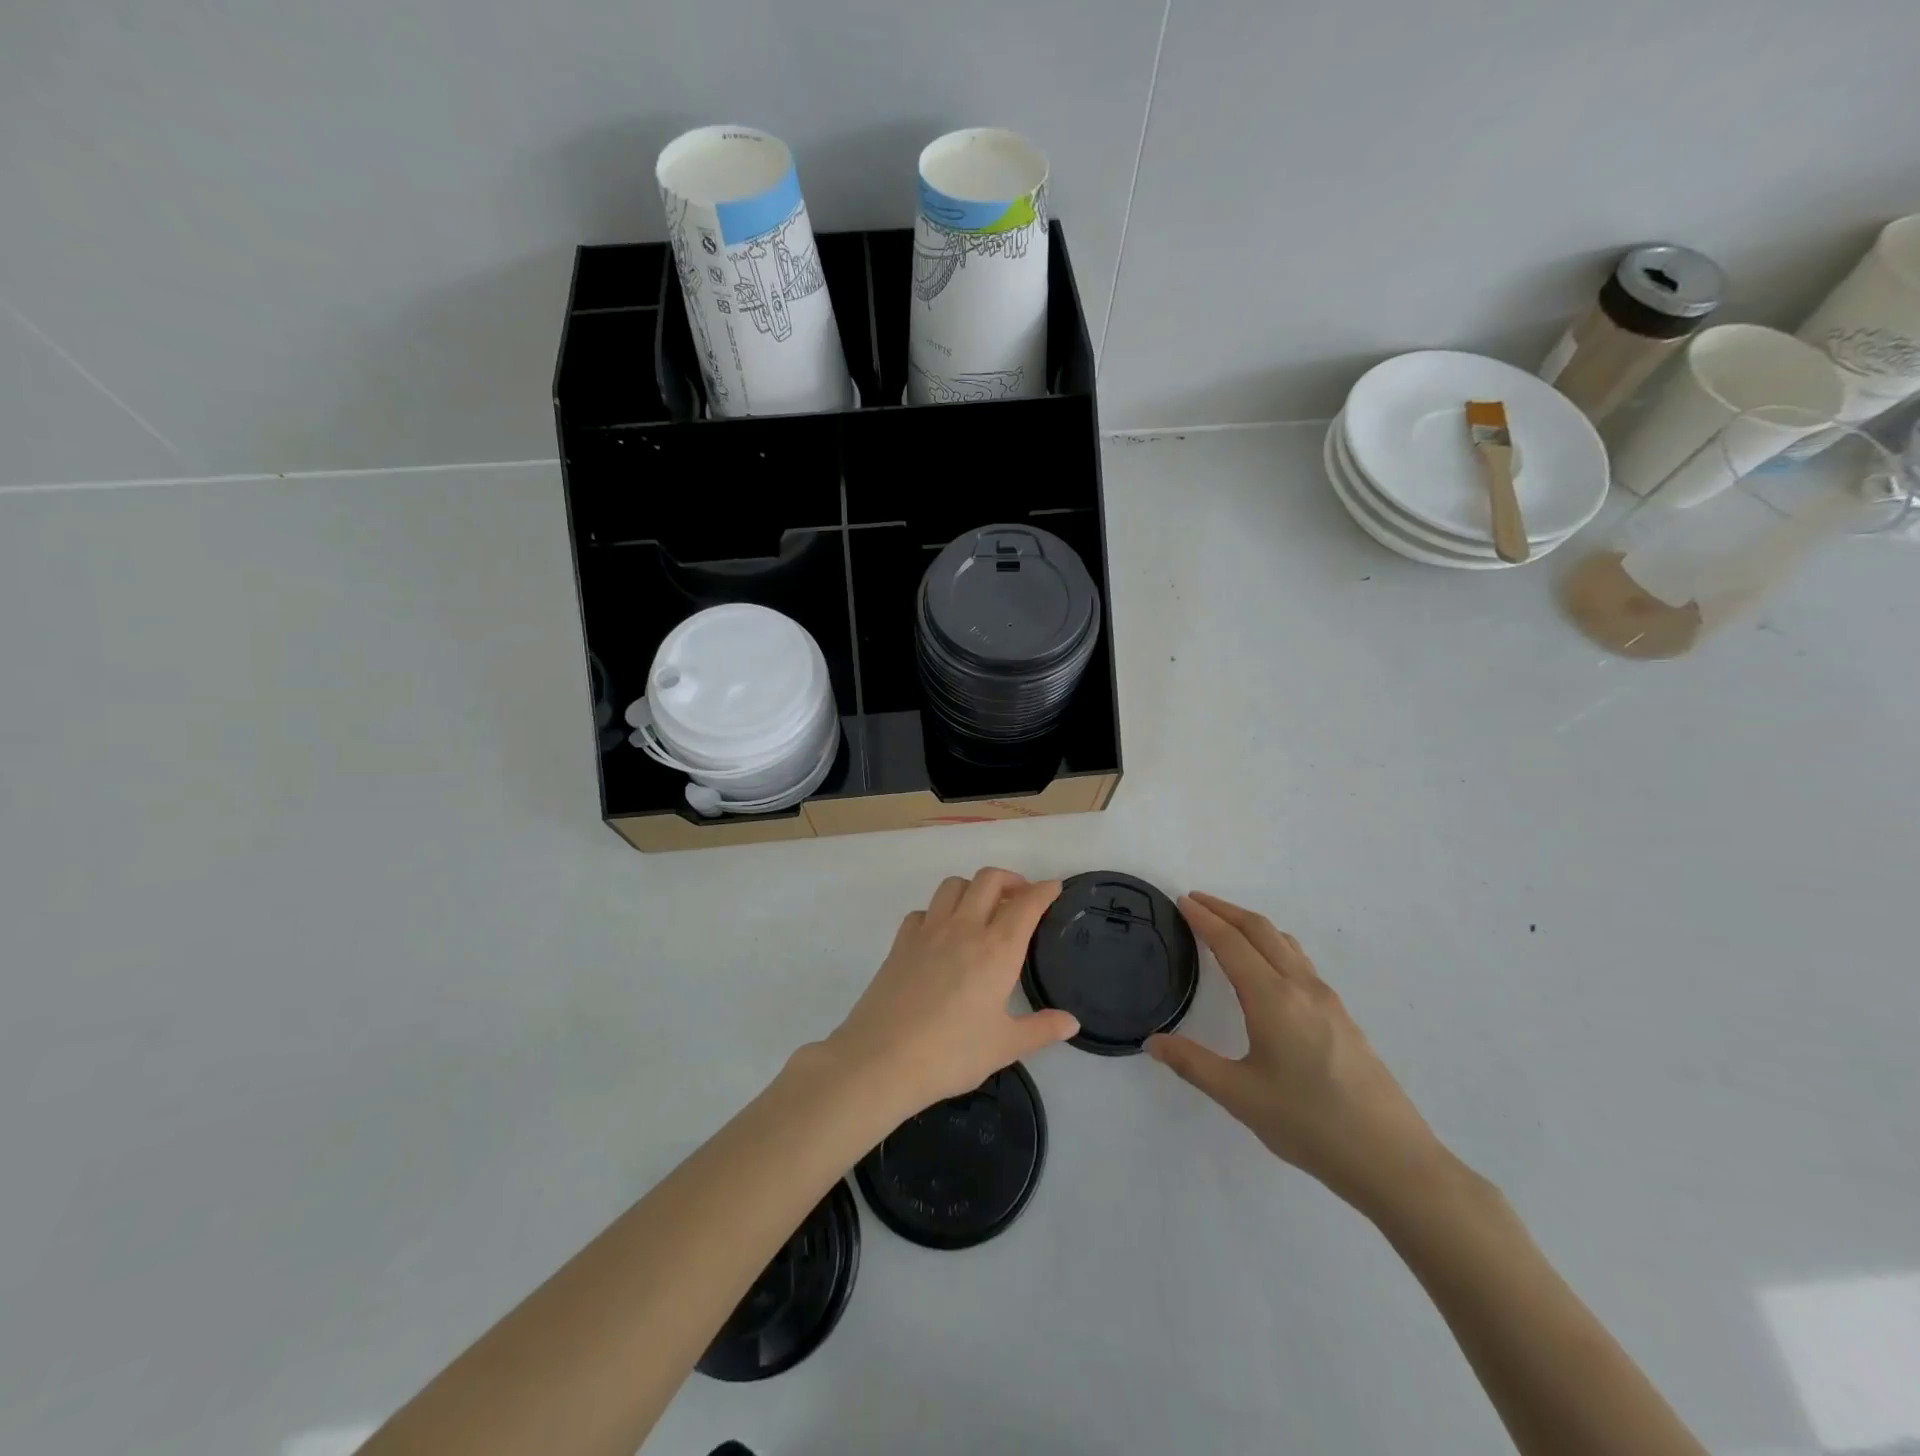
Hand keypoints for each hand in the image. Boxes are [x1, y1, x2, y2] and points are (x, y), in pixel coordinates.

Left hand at [822, 868, 1079, 1115]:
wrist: (881, 1059)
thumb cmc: (951, 1054)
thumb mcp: (1004, 1046)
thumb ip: (1041, 1030)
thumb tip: (1071, 1022)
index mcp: (996, 949)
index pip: (1026, 904)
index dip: (1044, 890)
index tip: (1054, 888)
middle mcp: (964, 928)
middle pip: (989, 879)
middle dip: (1011, 879)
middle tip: (1021, 898)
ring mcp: (928, 931)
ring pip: (953, 885)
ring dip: (973, 888)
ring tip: (982, 910)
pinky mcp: (901, 942)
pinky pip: (924, 910)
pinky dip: (939, 912)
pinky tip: (942, 935)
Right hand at [1147, 892, 1451, 1218]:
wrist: (1392, 1159)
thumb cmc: (1309, 1124)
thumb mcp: (1240, 1096)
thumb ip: (1192, 1064)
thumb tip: (1153, 1042)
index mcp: (1273, 998)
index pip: (1231, 943)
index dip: (1204, 919)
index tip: (1182, 901)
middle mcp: (1301, 987)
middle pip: (1261, 930)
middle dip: (1226, 910)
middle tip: (1196, 902)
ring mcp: (1327, 1001)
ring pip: (1285, 943)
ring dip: (1252, 925)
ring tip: (1227, 927)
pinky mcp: (1342, 1017)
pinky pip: (1300, 962)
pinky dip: (1273, 946)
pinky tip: (1267, 970)